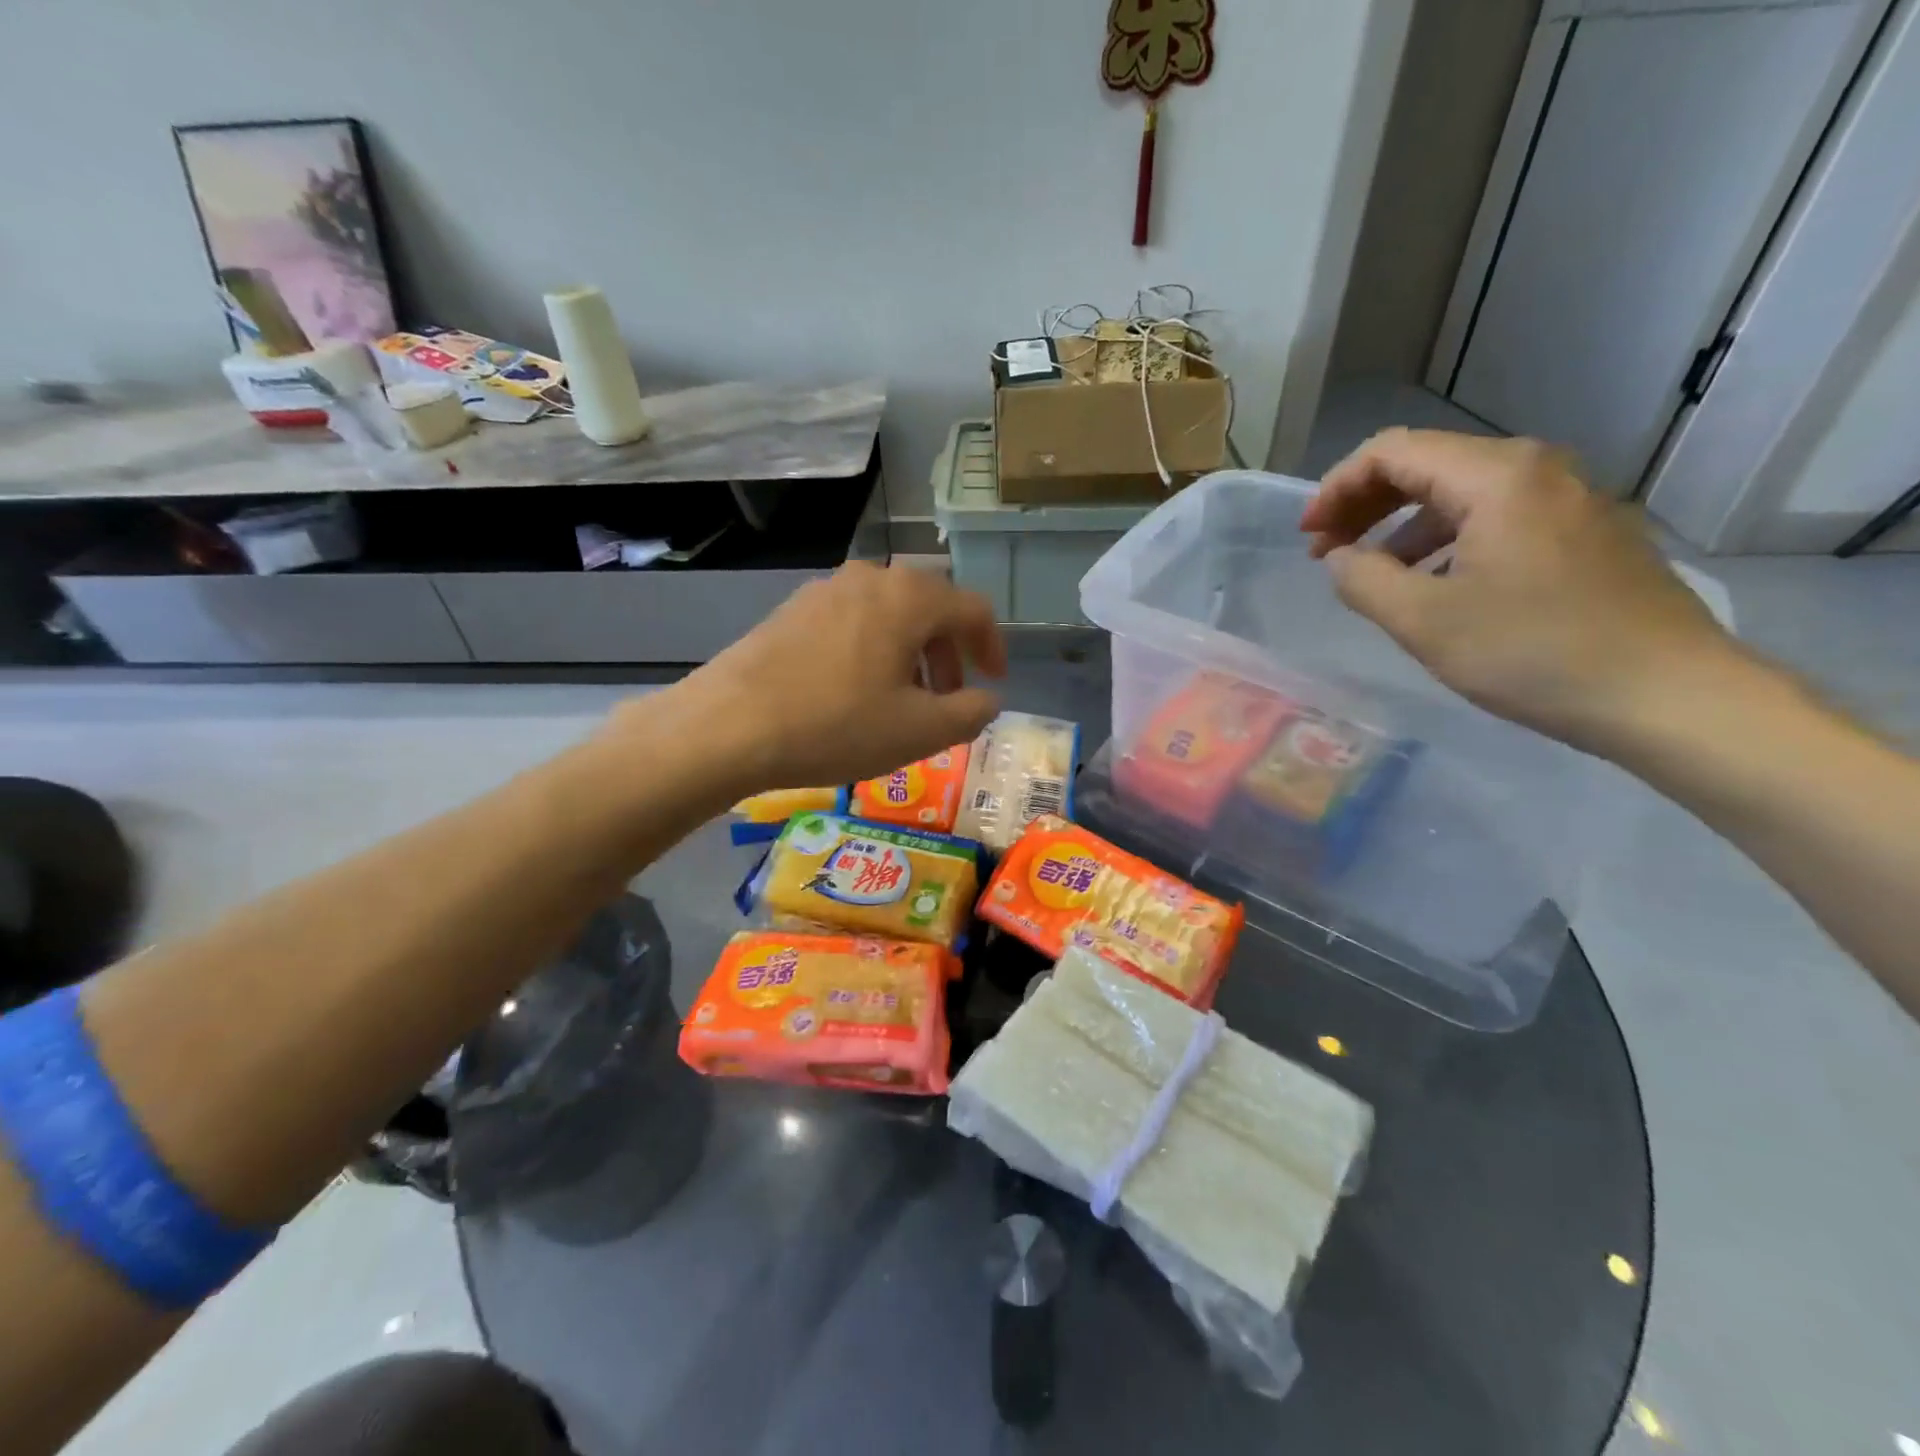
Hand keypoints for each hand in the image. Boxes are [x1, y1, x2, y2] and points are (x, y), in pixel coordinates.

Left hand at [647, 562, 1006, 794]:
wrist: (728, 726)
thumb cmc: (837, 725)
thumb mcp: (919, 731)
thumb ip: (969, 713)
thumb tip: (985, 699)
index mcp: (909, 597)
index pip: (973, 609)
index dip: (992, 646)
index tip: (993, 681)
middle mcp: (869, 578)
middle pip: (929, 606)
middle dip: (948, 652)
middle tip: (946, 697)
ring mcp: (824, 590)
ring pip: (888, 613)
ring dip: (909, 652)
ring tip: (900, 699)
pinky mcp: (791, 610)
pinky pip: (851, 621)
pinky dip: (871, 649)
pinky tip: (854, 692)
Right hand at [1301, 429, 1736, 756]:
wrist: (1668, 695)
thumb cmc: (1534, 652)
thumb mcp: (1424, 621)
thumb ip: (1362, 580)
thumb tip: (1339, 558)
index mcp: (1496, 477)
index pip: (1391, 452)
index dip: (1335, 488)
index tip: (1307, 537)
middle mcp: (1535, 470)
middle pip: (1426, 465)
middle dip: (1364, 505)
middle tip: (1327, 553)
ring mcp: (1567, 500)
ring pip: (1460, 494)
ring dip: (1401, 527)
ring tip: (1372, 576)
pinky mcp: (1583, 533)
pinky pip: (1494, 518)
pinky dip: (1445, 541)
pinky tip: (1432, 586)